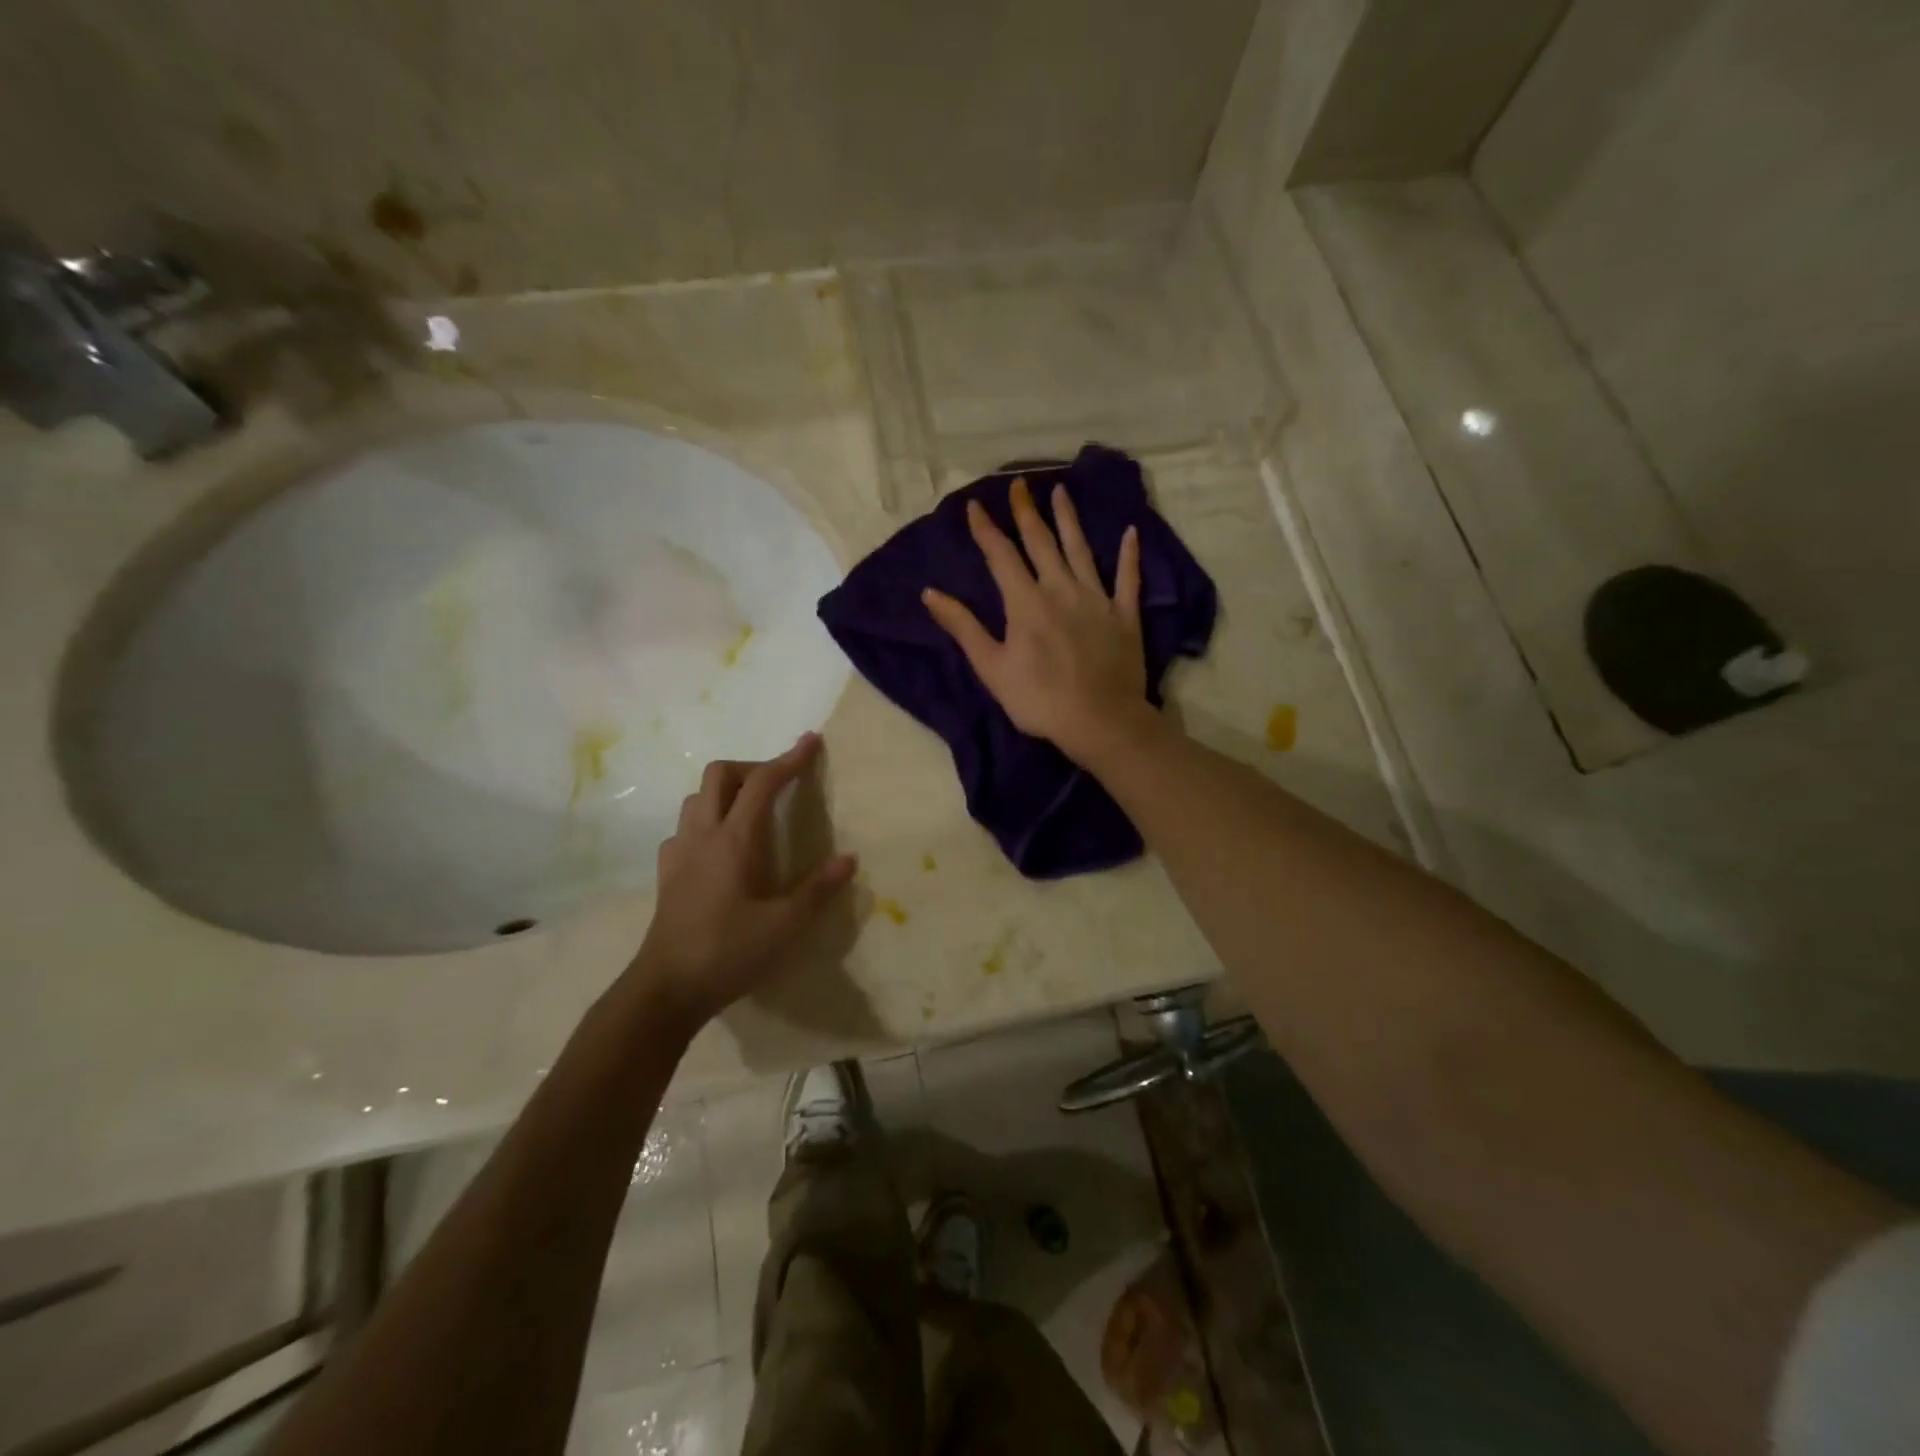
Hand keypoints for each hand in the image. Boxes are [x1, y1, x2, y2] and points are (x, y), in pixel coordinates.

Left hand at [627, 733, 855, 1028]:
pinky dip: (706, 820)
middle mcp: (704, 834)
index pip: (764, 782)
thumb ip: (818, 890)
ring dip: (726, 791)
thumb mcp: (786, 926)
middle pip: (720, 774)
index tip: (811, 741)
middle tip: (779, 783)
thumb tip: (848, 859)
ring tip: (752, 810)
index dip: (789, 758)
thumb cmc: (730, 953)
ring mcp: (680, 852)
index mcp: (736, 840)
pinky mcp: (667, 874)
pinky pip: (685, 828)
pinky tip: (719, 847)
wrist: (666, 989)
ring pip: (697, 798)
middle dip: (752, 766)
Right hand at [923, 476, 1150, 762]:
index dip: (986, 529)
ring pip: (1081, 550)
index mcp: (1025, 601)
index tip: (975, 505)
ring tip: (1061, 492)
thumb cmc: (1038, 699)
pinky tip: (1130, 533)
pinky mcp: (1124, 615)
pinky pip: (1127, 579)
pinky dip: (1129, 555)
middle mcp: (1061, 589)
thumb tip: (930, 593)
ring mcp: (1096, 599)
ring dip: (1069, 520)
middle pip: (1041, 543)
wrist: (1099, 720)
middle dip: (1026, 512)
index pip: (1000, 555)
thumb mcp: (991, 666)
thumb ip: (963, 627)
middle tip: (1019, 484)